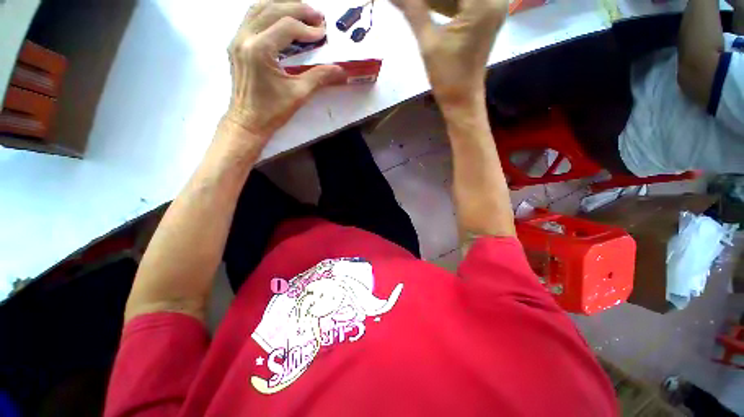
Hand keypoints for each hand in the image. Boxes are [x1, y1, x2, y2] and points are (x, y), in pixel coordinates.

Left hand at [226, 0, 345, 141]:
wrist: (247, 121)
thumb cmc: (272, 111)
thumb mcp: (299, 94)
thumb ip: (320, 77)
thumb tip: (341, 69)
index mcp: (259, 50)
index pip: (287, 26)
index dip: (308, 28)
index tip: (323, 34)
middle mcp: (244, 37)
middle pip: (272, 9)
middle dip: (298, 9)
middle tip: (317, 15)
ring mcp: (237, 38)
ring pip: (259, 8)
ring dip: (282, 5)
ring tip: (302, 12)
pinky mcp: (236, 43)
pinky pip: (251, 18)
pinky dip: (269, 13)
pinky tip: (282, 18)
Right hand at [392, 0, 507, 106]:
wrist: (462, 99)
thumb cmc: (447, 76)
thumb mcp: (428, 42)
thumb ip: (413, 9)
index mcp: (483, 2)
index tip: (415, 1)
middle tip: (416, 3)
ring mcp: (493, 6)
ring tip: (421, 5)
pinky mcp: (486, 15)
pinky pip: (465, 0)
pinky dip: (448, 1)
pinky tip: (429, 4)